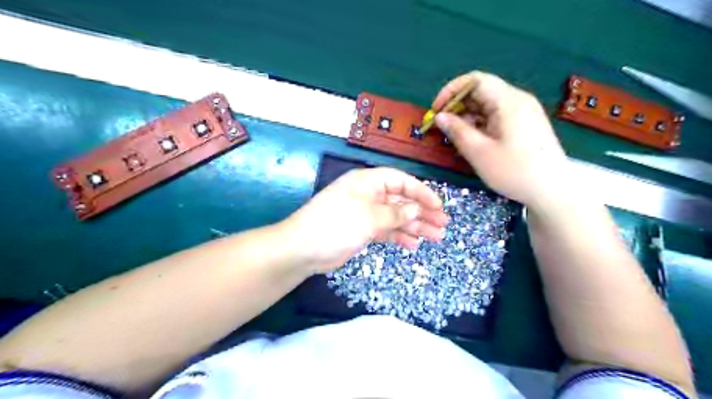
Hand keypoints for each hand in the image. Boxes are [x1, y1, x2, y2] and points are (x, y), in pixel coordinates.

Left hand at [282, 167, 442, 272]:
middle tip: (442, 225)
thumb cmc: (337, 224)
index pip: (401, 181)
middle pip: (401, 200)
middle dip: (422, 212)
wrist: (303, 249)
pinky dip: (399, 236)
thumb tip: (416, 210)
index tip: (439, 206)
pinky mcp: (362, 230)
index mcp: (368, 182)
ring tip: (435, 237)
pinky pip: (386, 230)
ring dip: (414, 226)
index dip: (422, 192)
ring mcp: (365, 214)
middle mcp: (368, 195)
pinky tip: (413, 244)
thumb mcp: (370, 216)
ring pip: (396, 217)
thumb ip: (396, 213)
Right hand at [431, 70, 570, 209]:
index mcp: (508, 101)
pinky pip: (497, 116)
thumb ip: (457, 131)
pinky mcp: (525, 125)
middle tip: (442, 127)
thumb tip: (439, 116)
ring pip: (488, 105)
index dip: (451, 91)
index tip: (436, 110)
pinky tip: (472, 141)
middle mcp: (517, 100)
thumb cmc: (514, 171)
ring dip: (468, 117)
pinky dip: (480, 124)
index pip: (475, 80)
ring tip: (455, 137)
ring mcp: (523, 112)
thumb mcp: (479, 152)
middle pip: (481, 91)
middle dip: (458, 106)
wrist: (553, 191)